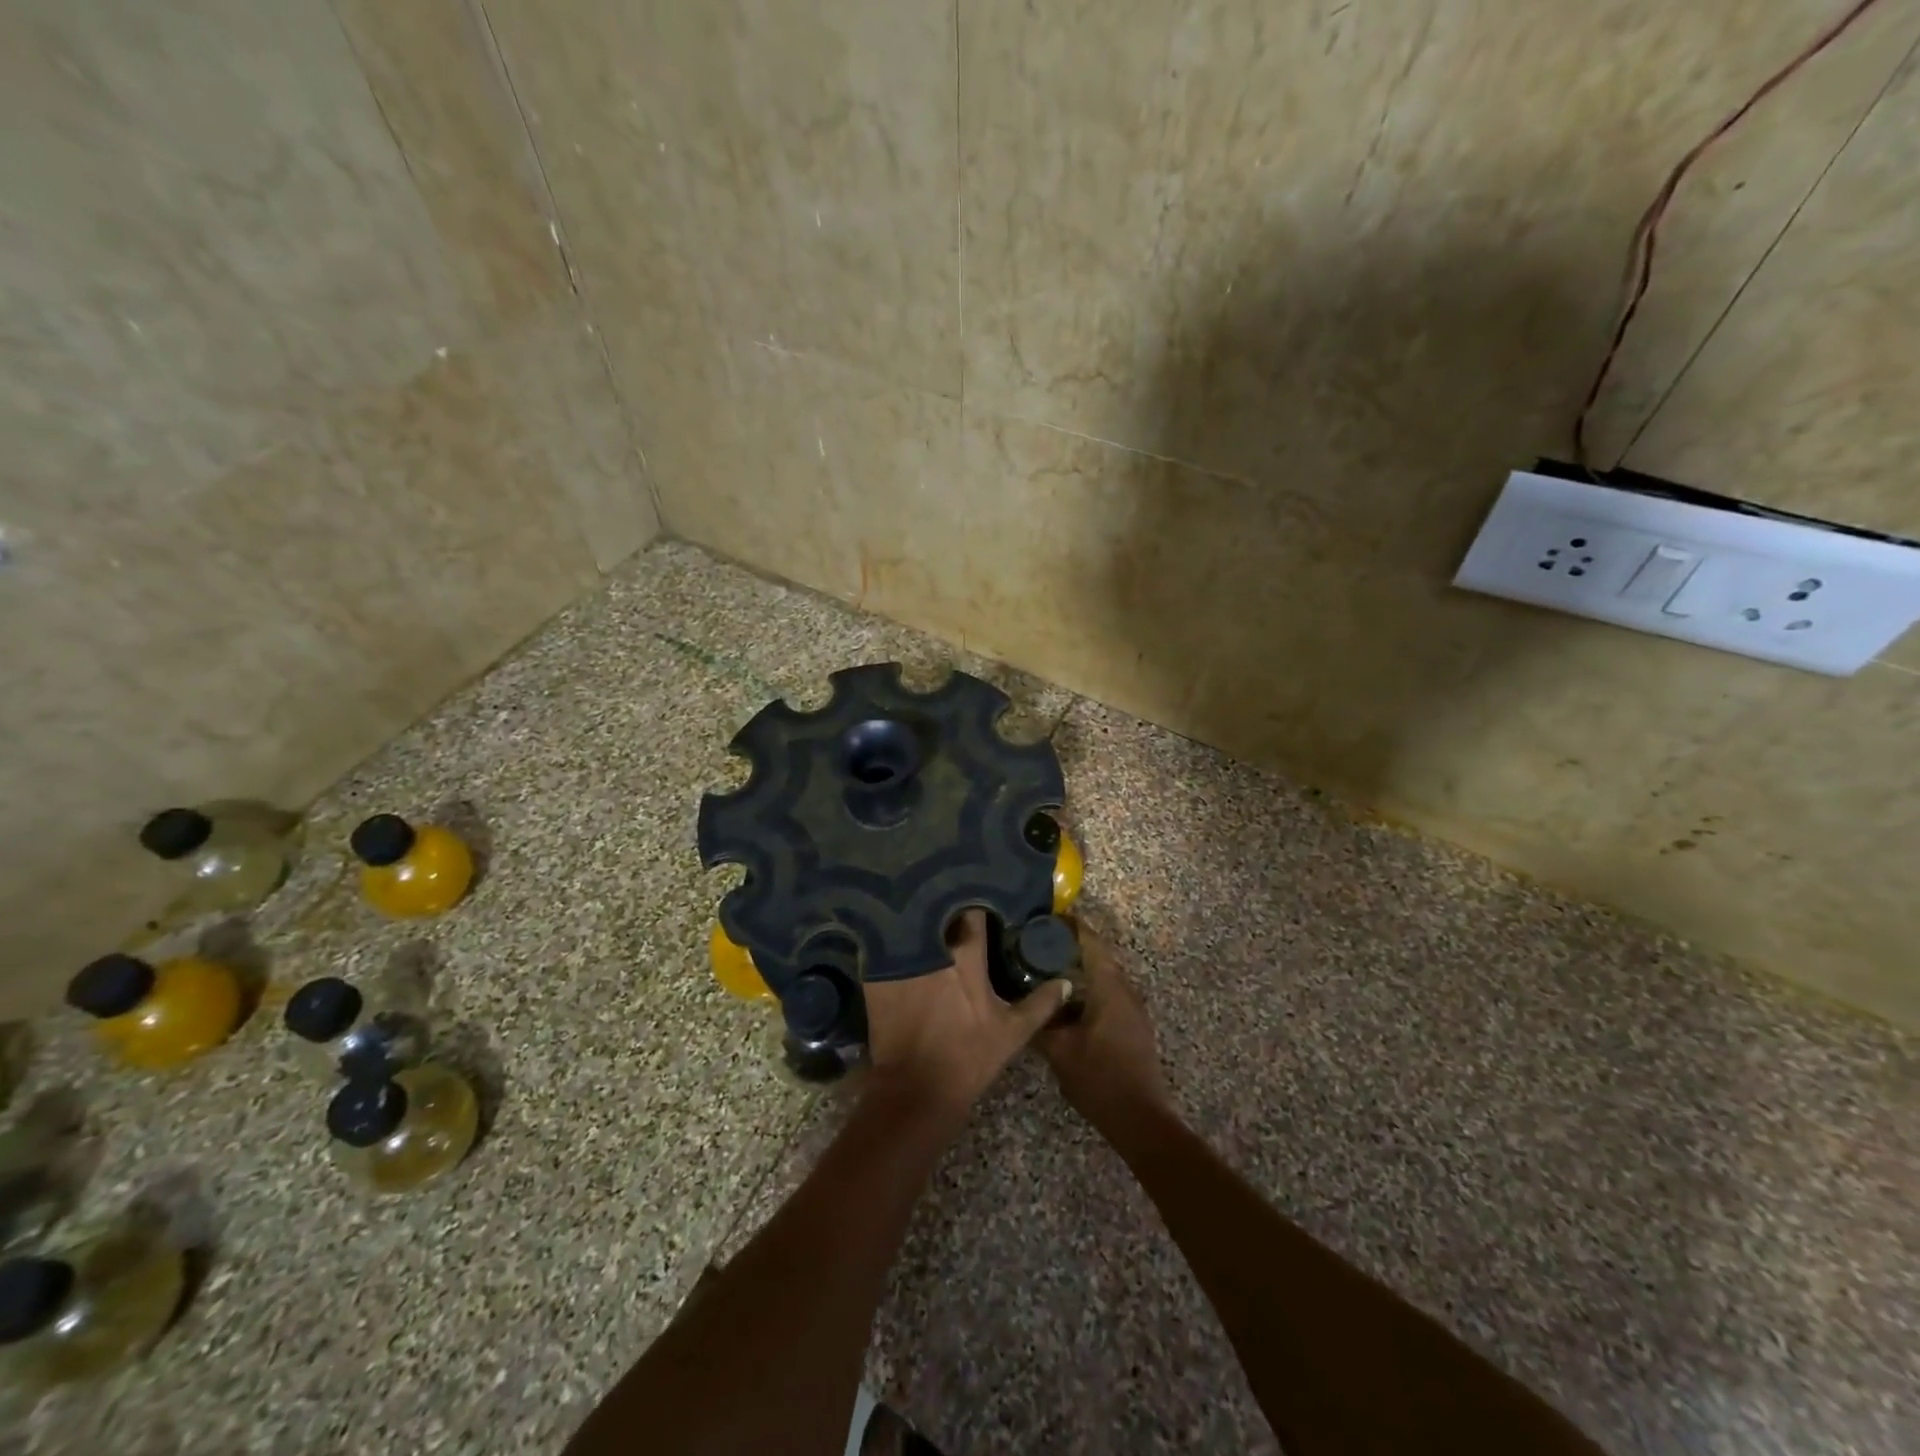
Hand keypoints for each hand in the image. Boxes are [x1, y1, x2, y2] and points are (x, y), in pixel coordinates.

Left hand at [862, 910, 1070, 1121]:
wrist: (915, 1090)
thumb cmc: (968, 1058)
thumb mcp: (1011, 1032)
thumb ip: (1040, 1004)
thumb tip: (1065, 982)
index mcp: (965, 958)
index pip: (972, 913)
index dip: (977, 902)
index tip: (981, 897)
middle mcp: (931, 950)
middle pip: (936, 911)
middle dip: (944, 904)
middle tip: (952, 901)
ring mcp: (900, 961)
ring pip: (909, 925)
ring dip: (917, 919)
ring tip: (924, 913)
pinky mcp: (876, 975)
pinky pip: (884, 945)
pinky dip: (891, 940)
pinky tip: (896, 940)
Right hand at [1037, 908, 1169, 1127]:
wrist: (1140, 1118)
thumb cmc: (1099, 1078)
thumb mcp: (1059, 1050)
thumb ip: (1039, 1022)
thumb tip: (1020, 1003)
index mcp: (1109, 987)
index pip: (1091, 941)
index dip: (1070, 925)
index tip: (1047, 917)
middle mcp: (1125, 990)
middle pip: (1098, 956)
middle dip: (1070, 947)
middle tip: (1038, 944)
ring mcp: (1133, 1008)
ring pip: (1103, 977)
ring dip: (1079, 969)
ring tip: (1046, 970)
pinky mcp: (1133, 1025)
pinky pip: (1108, 994)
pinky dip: (1087, 989)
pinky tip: (1065, 1002)